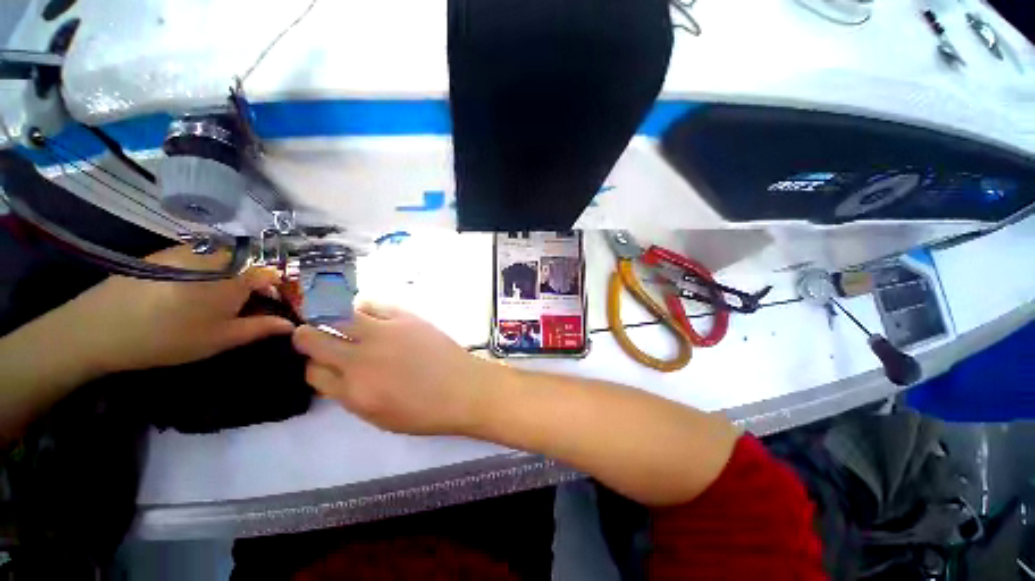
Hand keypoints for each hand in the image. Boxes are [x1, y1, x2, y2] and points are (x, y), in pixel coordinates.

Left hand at [67, 245, 295, 374]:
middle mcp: (217, 256)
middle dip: (259, 288)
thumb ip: (261, 328)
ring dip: (234, 282)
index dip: (283, 292)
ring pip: (227, 263)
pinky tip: (192, 296)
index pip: (274, 276)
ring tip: (221, 306)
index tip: (282, 310)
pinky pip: (202, 261)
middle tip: (251, 312)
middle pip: (252, 268)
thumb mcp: (221, 338)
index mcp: (237, 275)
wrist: (100, 327)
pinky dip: (210, 276)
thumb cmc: (170, 336)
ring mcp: (189, 251)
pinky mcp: (167, 254)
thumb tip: (290, 324)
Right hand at [292, 304, 500, 434]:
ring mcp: (383, 334)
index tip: (320, 363)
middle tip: (313, 335)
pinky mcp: (404, 317)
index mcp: (353, 391)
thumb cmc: (425, 412)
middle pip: (313, 339)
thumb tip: (337, 374)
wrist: (463, 388)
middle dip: (306, 337)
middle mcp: (360, 359)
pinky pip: (372, 305)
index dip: (312, 366)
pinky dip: (365, 309)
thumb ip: (351, 395)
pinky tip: (371, 316)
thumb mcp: (378, 417)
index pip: (311, 372)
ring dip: (333, 318)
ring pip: (338, 315)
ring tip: (342, 323)